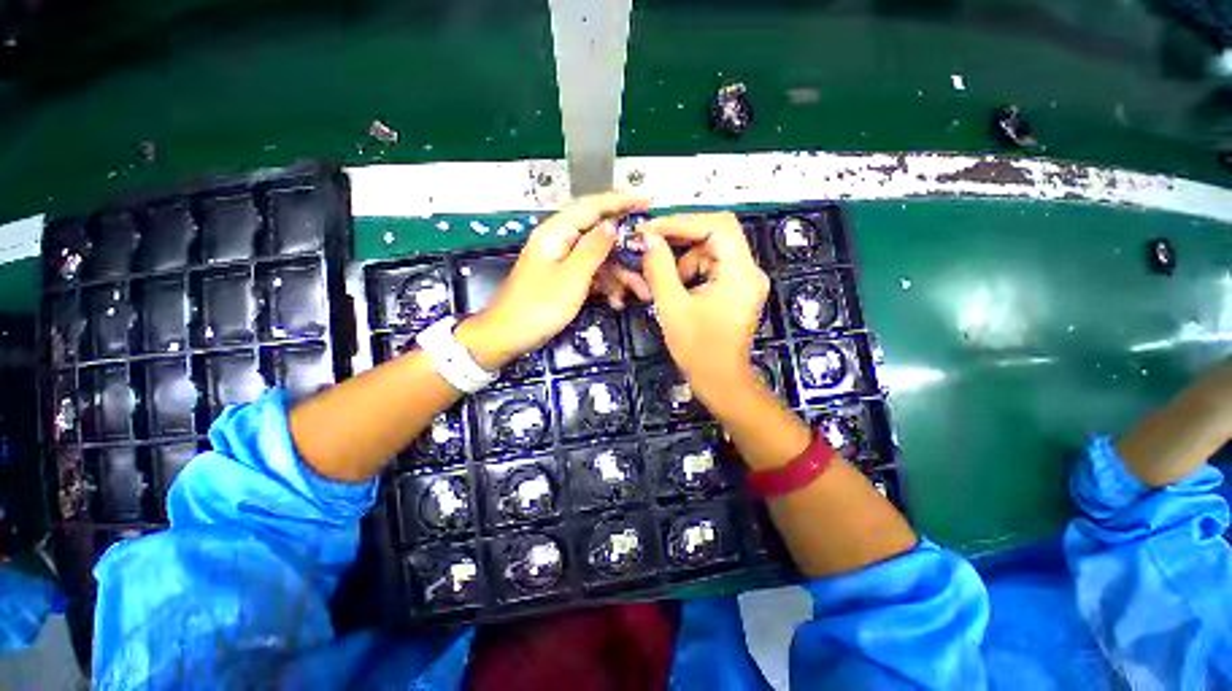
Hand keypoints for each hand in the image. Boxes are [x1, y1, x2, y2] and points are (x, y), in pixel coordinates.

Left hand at [457, 192, 647, 368]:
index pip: (592, 206)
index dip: (621, 201)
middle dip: (626, 253)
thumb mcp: (571, 278)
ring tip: (640, 294)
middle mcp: (560, 242)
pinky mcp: (564, 279)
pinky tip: (617, 302)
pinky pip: (591, 275)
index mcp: (556, 232)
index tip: (648, 201)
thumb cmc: (538, 307)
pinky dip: (606, 286)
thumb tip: (612, 224)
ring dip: (619, 276)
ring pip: (599, 260)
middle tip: (650, 264)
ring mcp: (562, 262)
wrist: (509, 336)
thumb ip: (593, 249)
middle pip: (600, 236)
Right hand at [640, 212, 769, 398]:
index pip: (718, 225)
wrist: (719, 381)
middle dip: (680, 239)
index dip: (682, 221)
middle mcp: (749, 270)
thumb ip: (659, 268)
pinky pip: (712, 268)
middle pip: (716, 235)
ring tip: (660, 278)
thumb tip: (649, 238)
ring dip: (683, 259)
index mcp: (740, 273)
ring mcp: (745, 280)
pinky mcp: (737, 290)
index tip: (652, 229)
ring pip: (711, 251)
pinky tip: (674, 288)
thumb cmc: (697, 348)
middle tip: (650, 245)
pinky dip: (691, 272)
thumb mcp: (672, 306)